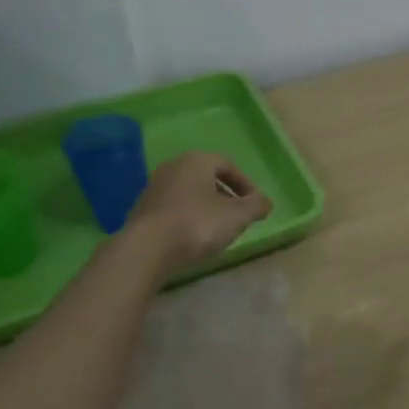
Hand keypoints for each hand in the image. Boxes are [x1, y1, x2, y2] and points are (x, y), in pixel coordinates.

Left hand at [125, 152, 272, 274]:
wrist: (147, 248)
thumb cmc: (198, 224)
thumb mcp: (237, 216)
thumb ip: (256, 206)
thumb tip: (265, 202)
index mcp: (196, 160)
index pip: (227, 164)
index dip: (246, 184)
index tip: (255, 204)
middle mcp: (173, 167)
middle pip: (206, 177)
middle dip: (225, 195)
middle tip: (238, 216)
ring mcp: (154, 188)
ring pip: (189, 193)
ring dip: (206, 207)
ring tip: (217, 229)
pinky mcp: (142, 210)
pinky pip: (173, 208)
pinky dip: (187, 218)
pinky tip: (193, 238)